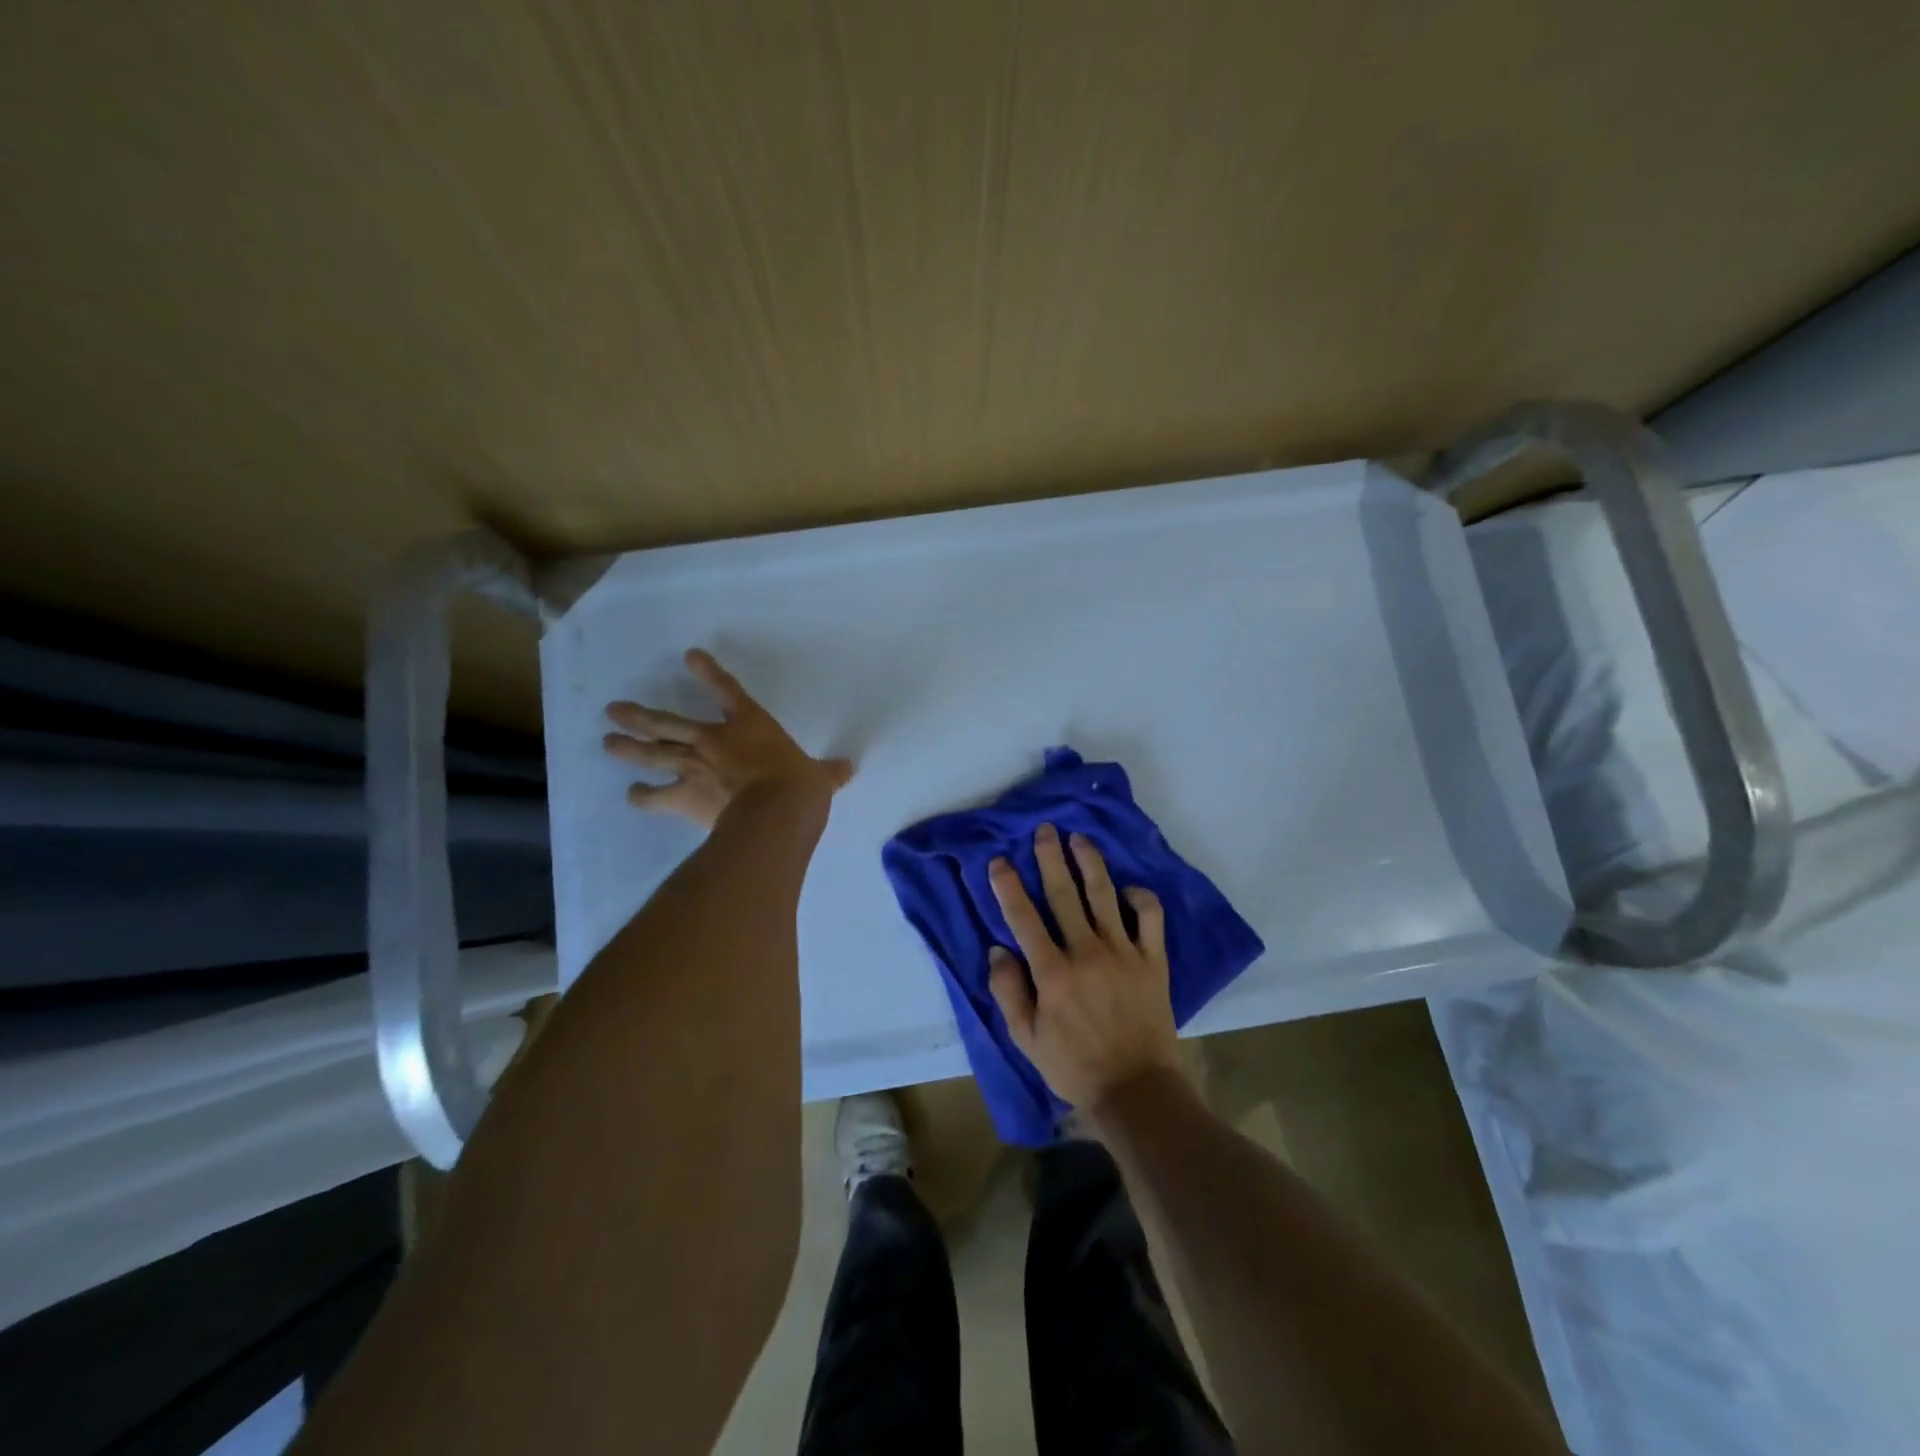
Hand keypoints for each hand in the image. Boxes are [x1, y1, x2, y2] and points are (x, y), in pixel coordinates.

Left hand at [603, 649, 852, 828]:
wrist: (775, 812)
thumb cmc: (800, 785)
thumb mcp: (821, 777)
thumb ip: (829, 772)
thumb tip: (848, 768)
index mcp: (750, 725)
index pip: (727, 691)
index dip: (708, 672)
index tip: (690, 655)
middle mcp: (714, 741)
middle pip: (668, 723)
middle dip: (640, 716)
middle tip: (613, 710)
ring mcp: (694, 767)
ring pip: (653, 753)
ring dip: (629, 748)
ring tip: (608, 742)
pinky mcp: (684, 797)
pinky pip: (656, 797)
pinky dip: (643, 798)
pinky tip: (632, 796)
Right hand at [985, 823, 1179, 1111]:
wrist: (1136, 1089)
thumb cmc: (1075, 1066)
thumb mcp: (1026, 1040)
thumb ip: (1009, 993)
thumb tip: (997, 951)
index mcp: (1052, 973)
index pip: (1023, 918)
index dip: (1008, 886)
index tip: (999, 860)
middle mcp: (1086, 953)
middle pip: (1064, 894)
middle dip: (1050, 858)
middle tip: (1045, 829)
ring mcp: (1123, 953)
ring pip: (1104, 895)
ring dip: (1090, 863)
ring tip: (1080, 839)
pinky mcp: (1152, 960)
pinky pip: (1150, 917)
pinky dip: (1140, 897)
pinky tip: (1128, 888)